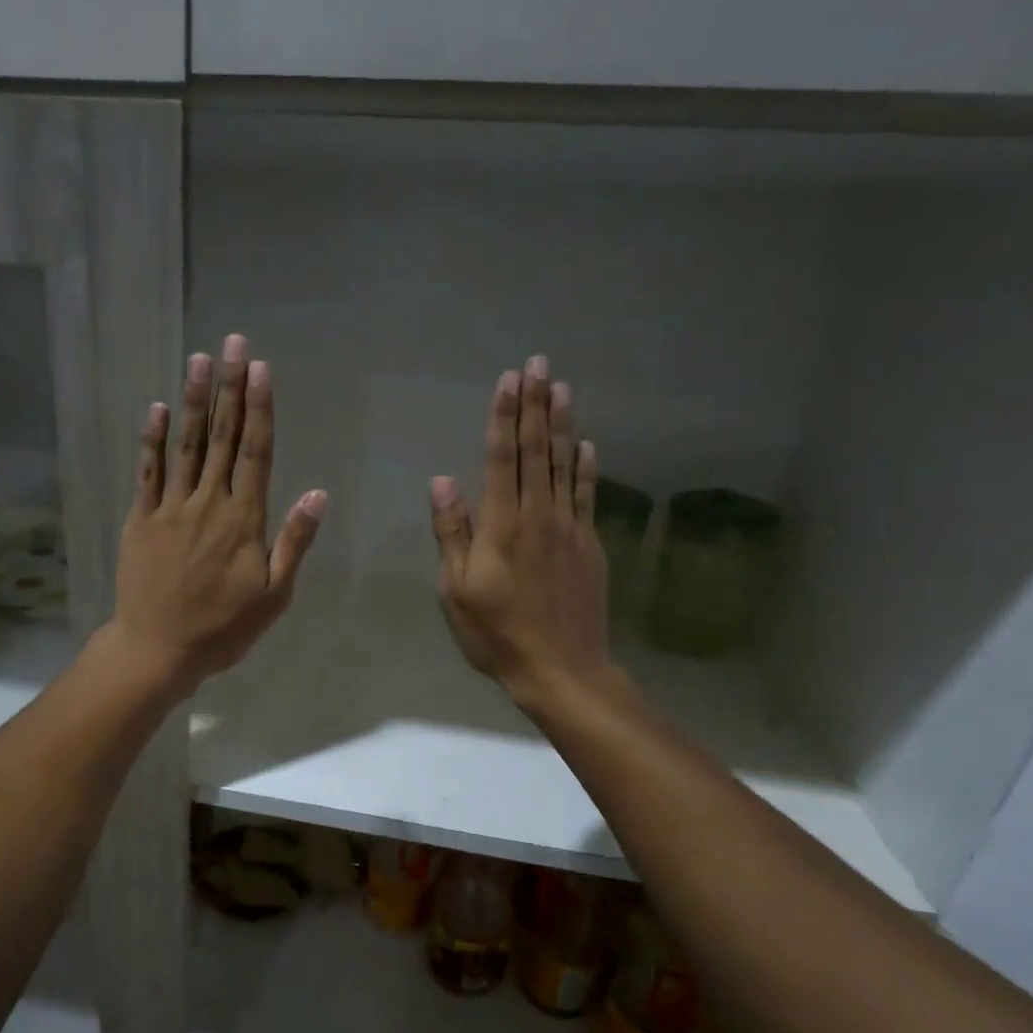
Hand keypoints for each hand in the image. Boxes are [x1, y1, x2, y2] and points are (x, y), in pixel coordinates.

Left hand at [109, 334, 326, 696]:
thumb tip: (317, 494)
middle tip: (233, 343)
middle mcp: (208, 503)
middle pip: (222, 437)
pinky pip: (148, 472)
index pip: (256, 453)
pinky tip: (156, 409)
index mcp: (244, 520)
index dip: (259, 409)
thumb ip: (294, 542)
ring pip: (185, 446)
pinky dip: (152, 440)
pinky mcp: (142, 519)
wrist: (159, 648)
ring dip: (193, 401)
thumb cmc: (223, 628)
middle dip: (229, 388)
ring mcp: (171, 508)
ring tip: (199, 360)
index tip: (261, 370)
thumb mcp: (274, 596)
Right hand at [430, 356, 610, 709]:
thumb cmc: (497, 633)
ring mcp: (570, 528)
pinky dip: (587, 467)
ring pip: (565, 465)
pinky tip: (587, 445)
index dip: (504, 417)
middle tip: (539, 364)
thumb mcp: (456, 590)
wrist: (561, 668)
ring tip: (563, 388)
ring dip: (562, 424)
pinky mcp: (589, 545)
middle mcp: (539, 515)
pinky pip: (588, 495)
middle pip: (537, 450)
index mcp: (502, 525)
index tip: (509, 379)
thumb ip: (452, 534)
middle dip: (536, 405)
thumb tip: (443, 482)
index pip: (503, 458)